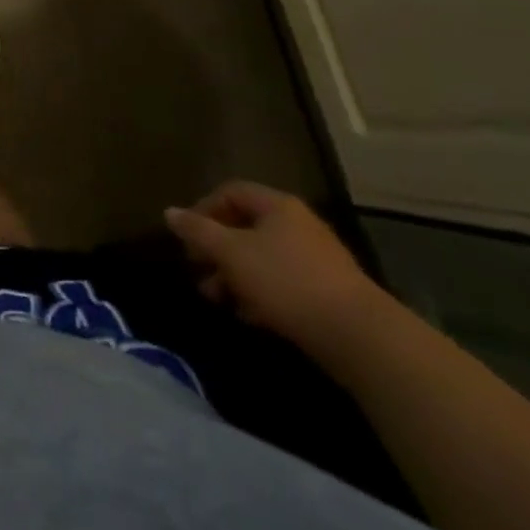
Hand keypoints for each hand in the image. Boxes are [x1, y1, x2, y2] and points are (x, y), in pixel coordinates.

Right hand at [165, 181, 385, 357]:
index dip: (203, 209)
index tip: (187, 237)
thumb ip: (198, 231)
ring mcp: (317, 259)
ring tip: (218, 299)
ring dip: (235, 276)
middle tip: (198, 271)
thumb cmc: (286, 282)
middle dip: (217, 249)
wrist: (360, 338)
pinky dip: (261, 294)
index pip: (230, 192)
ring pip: (263, 258)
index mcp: (277, 206)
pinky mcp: (328, 293)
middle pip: (245, 227)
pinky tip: (250, 316)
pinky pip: (283, 283)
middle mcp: (298, 225)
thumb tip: (170, 212)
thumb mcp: (231, 253)